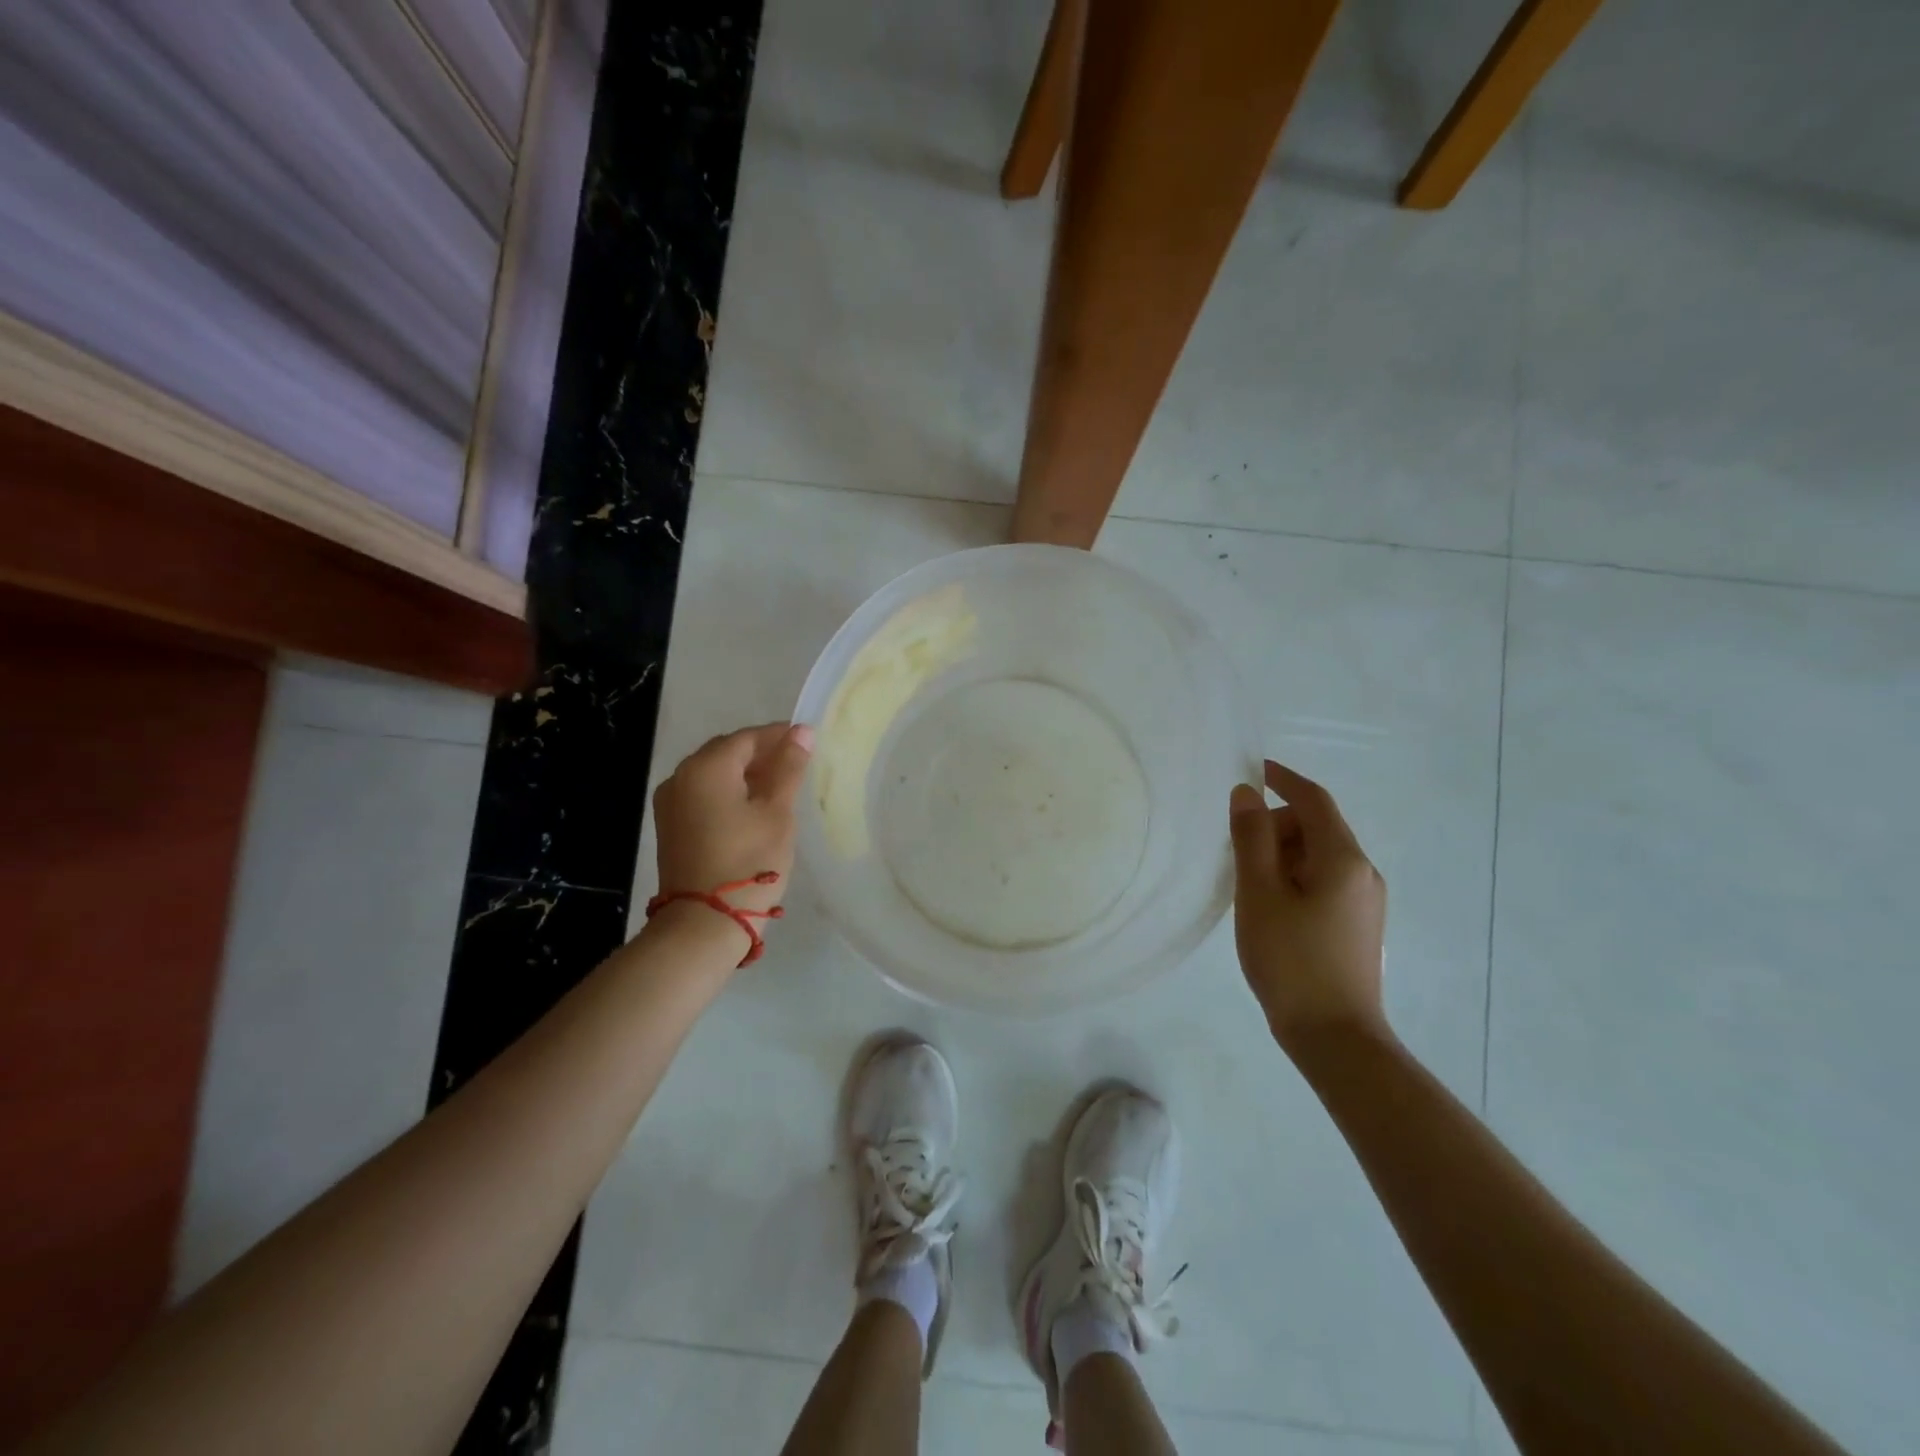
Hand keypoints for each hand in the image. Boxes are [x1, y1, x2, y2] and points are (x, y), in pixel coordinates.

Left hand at [653, 723, 813, 922]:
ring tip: (780, 787)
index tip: (808, 741)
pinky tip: (754, 808)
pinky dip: (730, 793)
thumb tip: (801, 731)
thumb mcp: (777, 812)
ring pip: (715, 774)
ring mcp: (671, 803)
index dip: (779, 736)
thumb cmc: (749, 862)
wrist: (704, 924)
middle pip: (727, 752)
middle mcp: (680, 777)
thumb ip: (789, 768)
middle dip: (762, 754)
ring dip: (746, 775)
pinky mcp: (671, 827)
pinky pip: (704, 795)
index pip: (748, 737)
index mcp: (706, 767)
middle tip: (797, 764)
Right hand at [1228, 760, 1388, 1055]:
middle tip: (1236, 851)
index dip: (1283, 778)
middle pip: (1316, 827)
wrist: (1334, 1036)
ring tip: (1249, 887)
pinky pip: (1325, 880)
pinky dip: (1295, 877)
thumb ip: (1251, 838)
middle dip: (1276, 825)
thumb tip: (1246, 793)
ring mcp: (1366, 900)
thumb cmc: (1290, 959)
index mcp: (1342, 858)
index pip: (1313, 800)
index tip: (1253, 769)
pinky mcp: (1359, 924)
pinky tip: (1271, 907)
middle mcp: (1363, 872)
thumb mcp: (1259, 893)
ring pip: (1319, 856)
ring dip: (1283, 854)